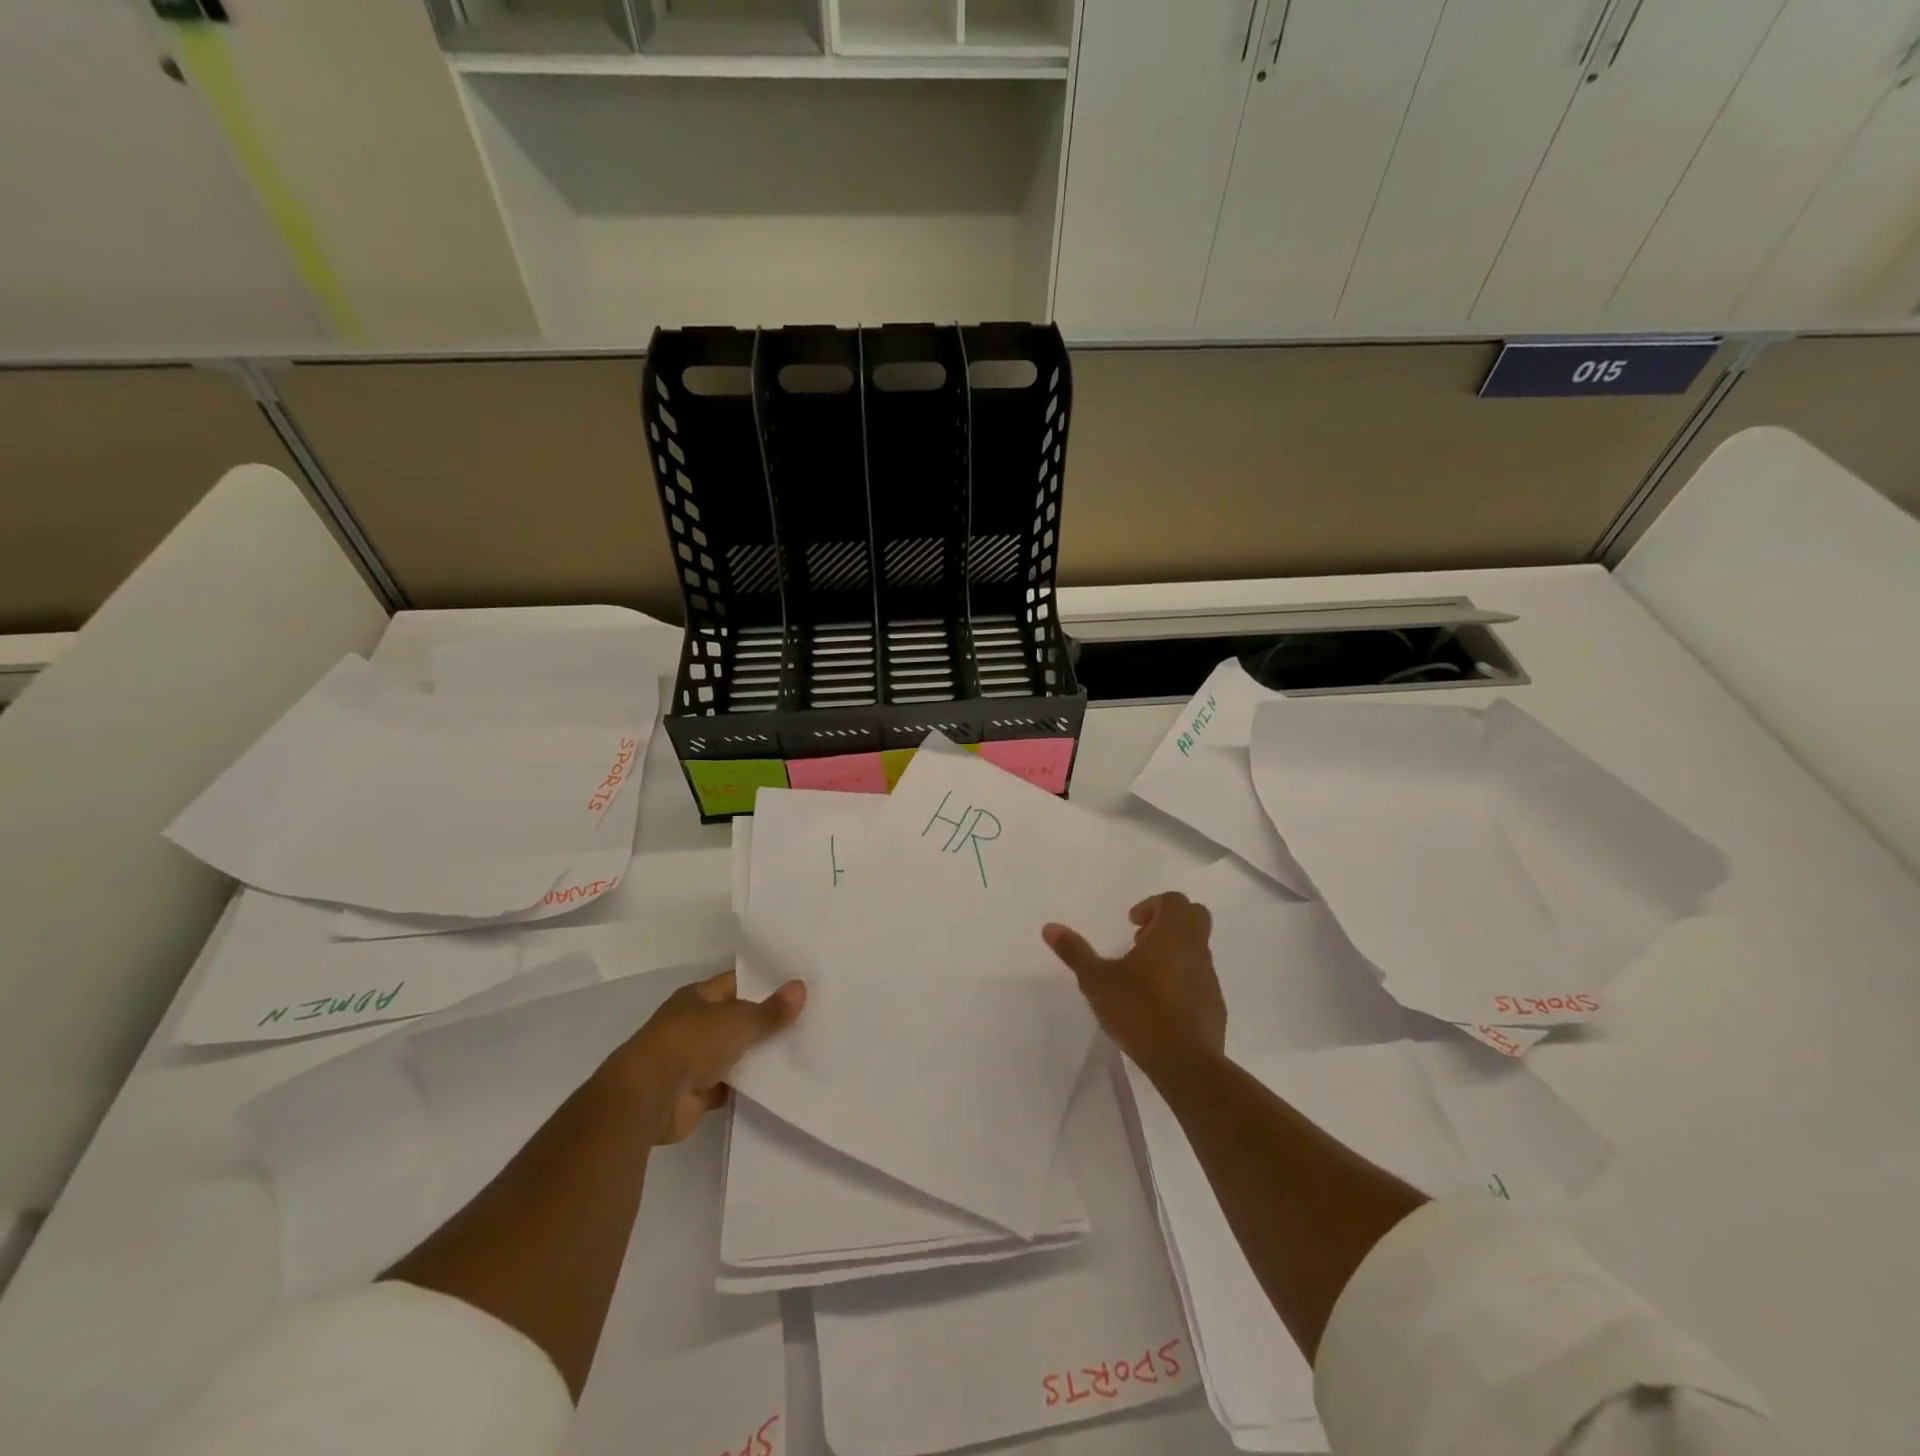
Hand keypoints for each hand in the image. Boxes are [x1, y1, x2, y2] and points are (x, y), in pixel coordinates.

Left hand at [606, 970, 805, 1144]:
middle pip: (737, 1018)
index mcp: (698, 997)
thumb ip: (771, 1010)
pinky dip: (749, 1086)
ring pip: (735, 1053)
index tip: (798, 985)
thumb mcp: (738, 1020)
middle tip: (808, 1018)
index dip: (765, 983)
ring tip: (801, 1049)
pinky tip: (779, 1083)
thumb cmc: (690, 1043)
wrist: (648, 1098)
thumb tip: (801, 987)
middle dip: (766, 1021)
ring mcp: (693, 1060)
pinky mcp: (696, 1094)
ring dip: (759, 1055)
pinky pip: (731, 1085)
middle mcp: (694, 1024)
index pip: (737, 983)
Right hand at [1043, 892, 1224, 1074]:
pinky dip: (1182, 979)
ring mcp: (1209, 978)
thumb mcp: (1097, 981)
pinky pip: (1199, 979)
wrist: (1185, 1063)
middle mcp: (1196, 950)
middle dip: (1168, 921)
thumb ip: (1075, 952)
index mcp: (1172, 935)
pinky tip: (1159, 1004)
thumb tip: (1049, 927)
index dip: (1152, 905)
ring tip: (1143, 976)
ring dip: (1174, 951)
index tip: (1131, 923)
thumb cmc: (1139, 1012)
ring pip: (1197, 948)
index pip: (1174, 900)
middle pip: (1195, 916)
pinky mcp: (1214, 1005)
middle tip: (1141, 941)